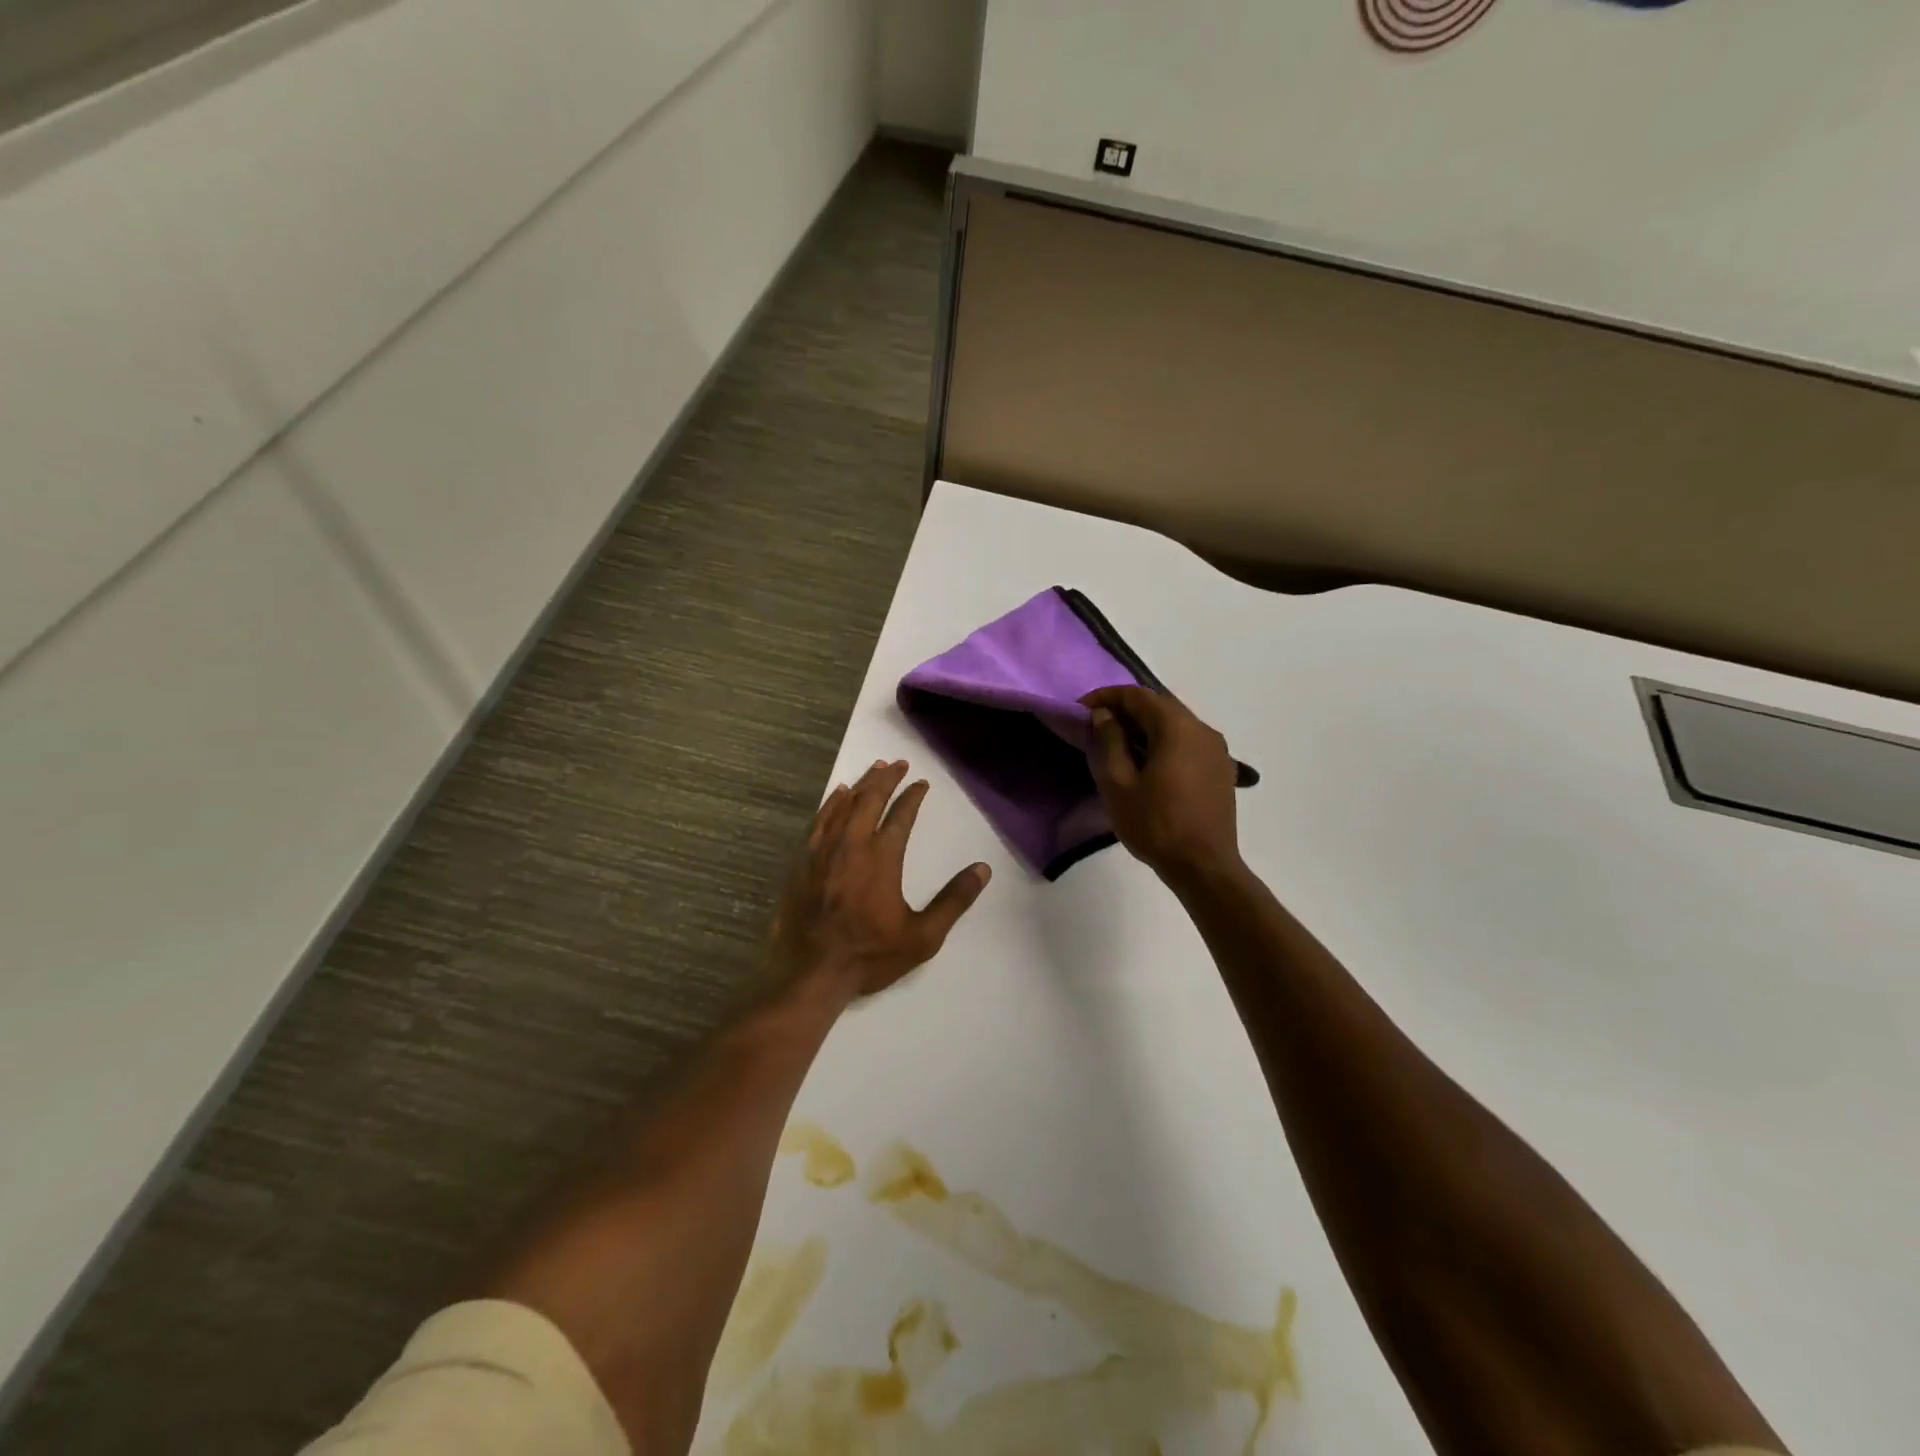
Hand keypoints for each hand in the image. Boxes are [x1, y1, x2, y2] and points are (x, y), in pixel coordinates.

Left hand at [770, 759, 991, 1000]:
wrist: (810, 973)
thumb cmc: (869, 955)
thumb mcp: (922, 937)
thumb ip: (953, 901)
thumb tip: (982, 869)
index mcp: (882, 858)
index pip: (901, 816)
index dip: (912, 797)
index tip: (921, 783)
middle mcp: (852, 845)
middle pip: (870, 800)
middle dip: (886, 779)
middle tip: (897, 763)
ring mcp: (823, 851)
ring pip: (844, 805)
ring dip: (861, 785)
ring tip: (873, 770)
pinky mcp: (803, 861)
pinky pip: (819, 820)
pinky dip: (832, 803)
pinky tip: (838, 795)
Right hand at [1081, 686, 1242, 884]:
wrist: (1204, 866)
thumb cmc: (1155, 824)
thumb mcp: (1118, 783)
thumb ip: (1109, 741)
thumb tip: (1105, 715)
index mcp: (1177, 727)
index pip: (1137, 695)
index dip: (1106, 697)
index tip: (1081, 710)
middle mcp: (1202, 729)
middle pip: (1159, 705)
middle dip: (1126, 710)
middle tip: (1097, 726)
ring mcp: (1217, 749)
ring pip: (1175, 723)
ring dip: (1145, 726)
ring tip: (1119, 744)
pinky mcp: (1221, 769)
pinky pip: (1188, 742)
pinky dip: (1164, 742)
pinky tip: (1148, 763)